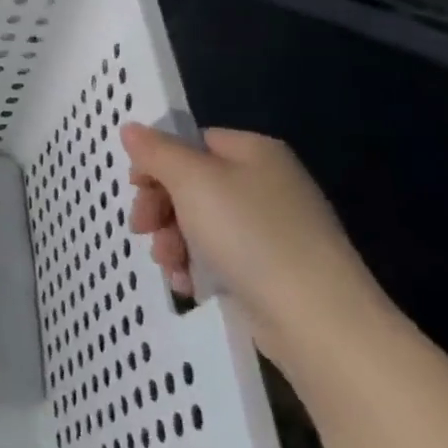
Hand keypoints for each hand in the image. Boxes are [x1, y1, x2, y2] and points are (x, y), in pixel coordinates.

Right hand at [119, 123, 391, 372]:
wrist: (317, 320)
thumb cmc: (249, 234)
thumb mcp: (192, 181)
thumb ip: (156, 151)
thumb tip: (130, 127)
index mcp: (254, 151)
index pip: (191, 142)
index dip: (157, 163)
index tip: (135, 189)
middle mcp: (266, 183)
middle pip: (191, 183)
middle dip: (160, 208)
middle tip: (142, 230)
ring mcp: (272, 228)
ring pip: (200, 223)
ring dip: (172, 241)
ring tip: (169, 265)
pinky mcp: (272, 269)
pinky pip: (220, 256)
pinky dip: (198, 266)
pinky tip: (188, 284)